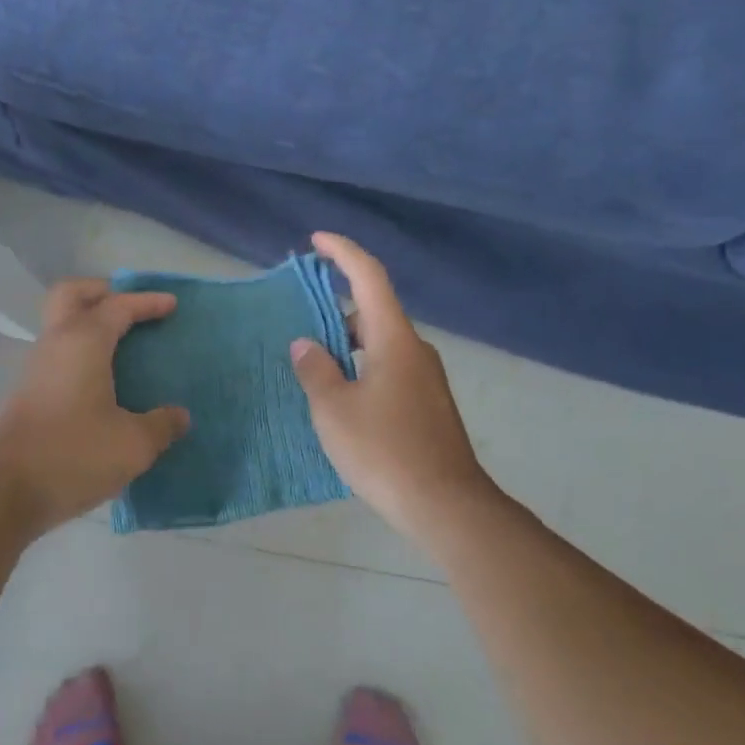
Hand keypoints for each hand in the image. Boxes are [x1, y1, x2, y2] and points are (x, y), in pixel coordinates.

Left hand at [0, 280, 190, 532]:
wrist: (1, 494)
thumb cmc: (73, 455)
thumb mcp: (133, 445)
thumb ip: (161, 425)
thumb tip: (179, 416)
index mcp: (84, 342)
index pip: (118, 306)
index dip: (146, 302)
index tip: (171, 304)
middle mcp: (55, 345)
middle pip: (71, 295)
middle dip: (102, 292)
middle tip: (131, 309)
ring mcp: (35, 370)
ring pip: (61, 327)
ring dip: (89, 325)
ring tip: (123, 348)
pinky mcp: (26, 396)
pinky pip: (59, 357)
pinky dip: (82, 355)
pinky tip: (103, 385)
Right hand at [289, 233, 493, 540]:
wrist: (445, 503)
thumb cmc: (384, 451)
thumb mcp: (335, 411)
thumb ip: (316, 371)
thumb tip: (306, 344)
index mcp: (393, 340)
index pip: (369, 277)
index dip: (342, 253)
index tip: (316, 241)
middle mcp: (415, 350)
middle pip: (374, 310)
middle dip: (336, 306)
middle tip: (300, 316)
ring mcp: (426, 378)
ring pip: (381, 343)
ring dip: (348, 342)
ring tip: (313, 362)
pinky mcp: (428, 404)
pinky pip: (389, 368)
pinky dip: (362, 366)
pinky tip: (342, 396)